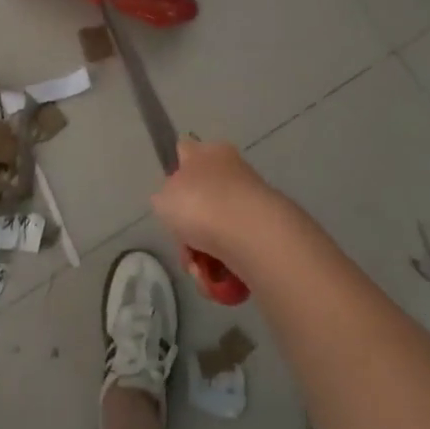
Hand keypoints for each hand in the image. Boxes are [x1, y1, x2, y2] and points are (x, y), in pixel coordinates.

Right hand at [151, 137, 289, 267]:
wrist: (252, 233)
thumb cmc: (200, 204)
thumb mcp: (163, 198)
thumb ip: (165, 198)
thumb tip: (175, 203)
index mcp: (208, 152)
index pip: (185, 152)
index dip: (174, 173)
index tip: (169, 199)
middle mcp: (232, 170)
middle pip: (200, 199)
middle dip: (188, 228)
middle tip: (183, 244)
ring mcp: (251, 200)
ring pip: (216, 229)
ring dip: (203, 252)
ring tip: (199, 268)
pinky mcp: (265, 230)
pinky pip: (235, 250)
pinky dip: (223, 266)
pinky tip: (217, 276)